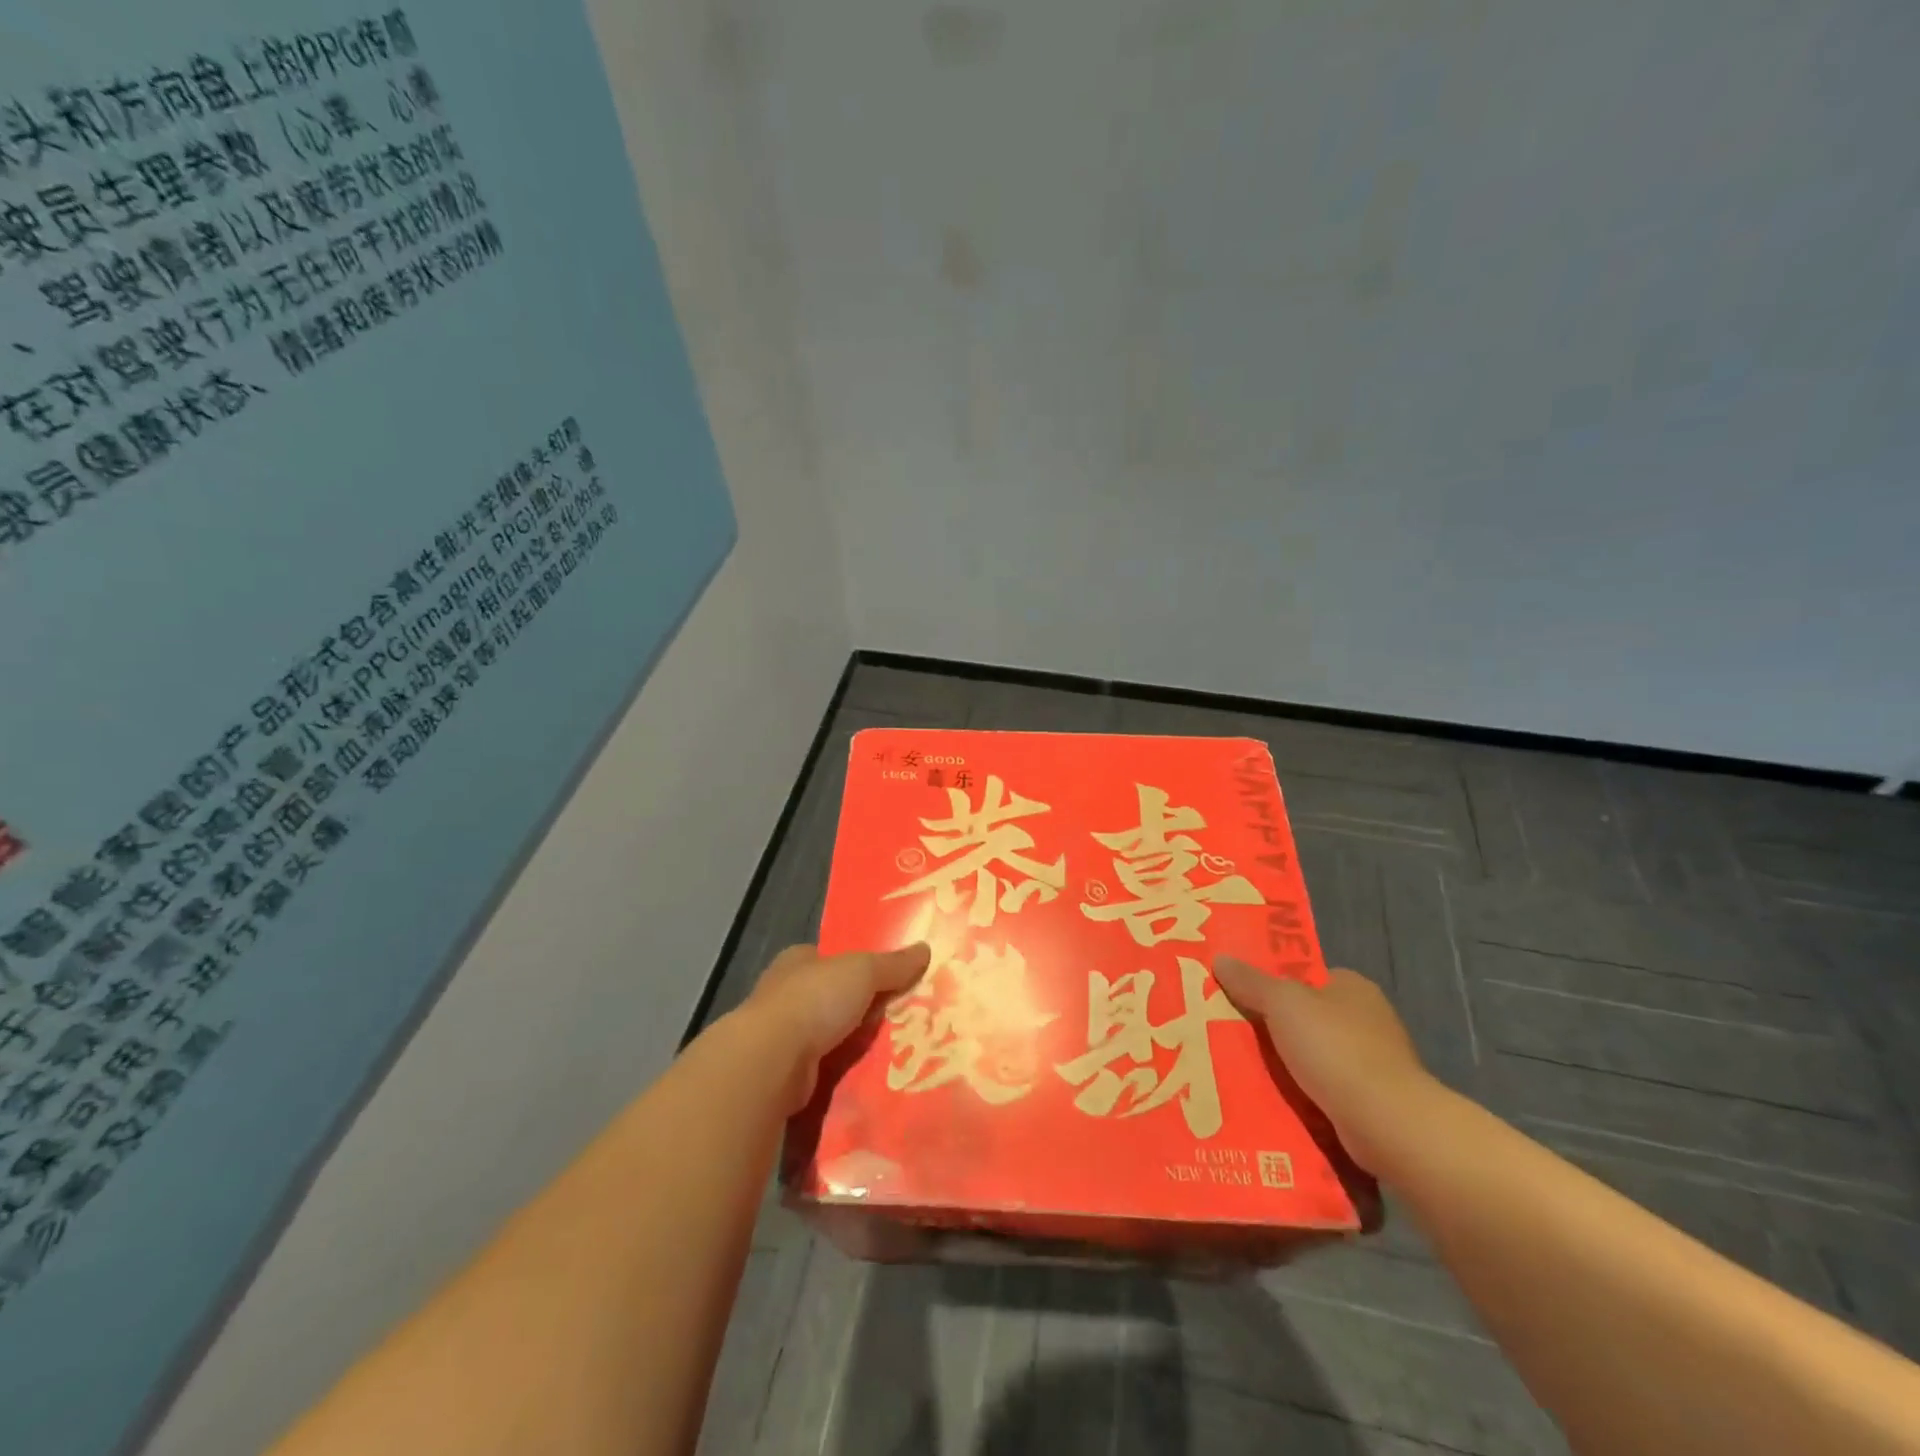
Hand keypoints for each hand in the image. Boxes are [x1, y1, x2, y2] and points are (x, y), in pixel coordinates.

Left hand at [742, 942, 930, 1109]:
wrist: (772, 1062)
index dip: (857, 967)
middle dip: (860, 1010)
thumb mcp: (863, 971)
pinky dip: (843, 1075)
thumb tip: (926, 948)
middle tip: (901, 1021)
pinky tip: (870, 1081)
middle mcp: (785, 995)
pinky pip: (823, 1070)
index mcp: (798, 961)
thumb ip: (893, 964)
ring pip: (828, 1037)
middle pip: (832, 998)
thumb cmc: (814, 1000)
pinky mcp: (784, 1074)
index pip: (831, 959)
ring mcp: (781, 1037)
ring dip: (852, 1045)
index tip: (888, 981)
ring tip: (895, 1055)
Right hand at [1213, 957, 1432, 1172]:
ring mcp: (1373, 1065)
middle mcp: (1368, 1021)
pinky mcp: (1372, 1103)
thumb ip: (1250, 981)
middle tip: (1229, 1032)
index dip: (1273, 983)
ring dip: (1284, 1065)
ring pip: (1312, 1057)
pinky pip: (1323, 1091)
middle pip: (1306, 1017)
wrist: (1387, 1124)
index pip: (1307, 977)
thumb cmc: (1336, 1048)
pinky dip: (1300, 1095)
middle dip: (1273, 1027)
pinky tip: (1270, 1099)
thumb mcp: (1282, 1003)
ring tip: (1239, 1069)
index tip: (1239, 995)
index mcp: (1353, 987)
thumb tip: (1221, 958)